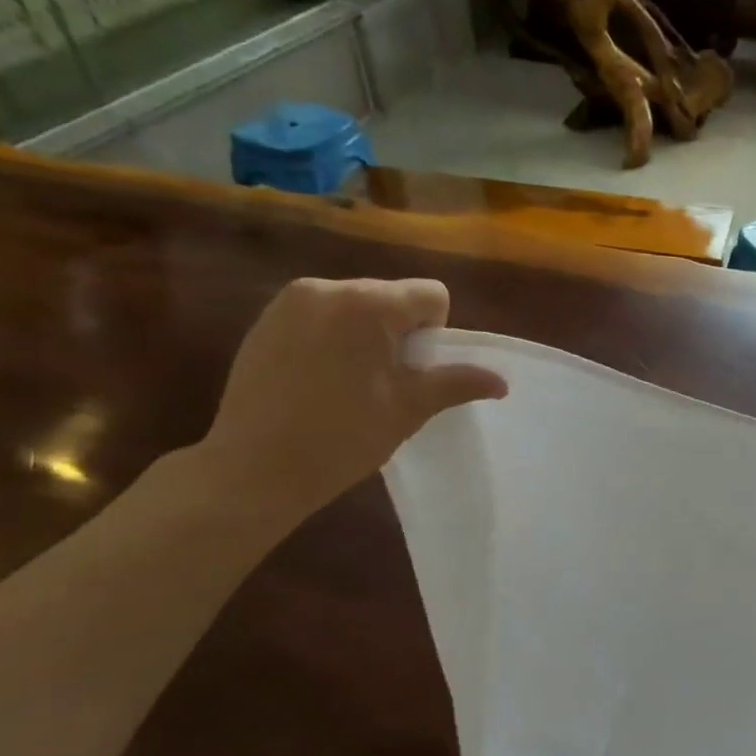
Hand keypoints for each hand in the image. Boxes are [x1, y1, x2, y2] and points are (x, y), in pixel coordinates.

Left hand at [195, 278, 505, 523]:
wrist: (254, 468)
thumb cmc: (342, 438)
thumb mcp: (408, 410)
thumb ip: (456, 384)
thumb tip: (502, 382)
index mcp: (368, 304)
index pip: (430, 295)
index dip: (434, 334)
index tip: (411, 373)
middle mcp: (328, 287)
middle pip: (391, 297)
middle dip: (398, 332)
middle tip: (383, 383)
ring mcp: (290, 301)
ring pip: (355, 305)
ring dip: (365, 334)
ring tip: (348, 383)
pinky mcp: (265, 319)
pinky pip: (320, 315)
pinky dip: (331, 338)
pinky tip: (316, 380)